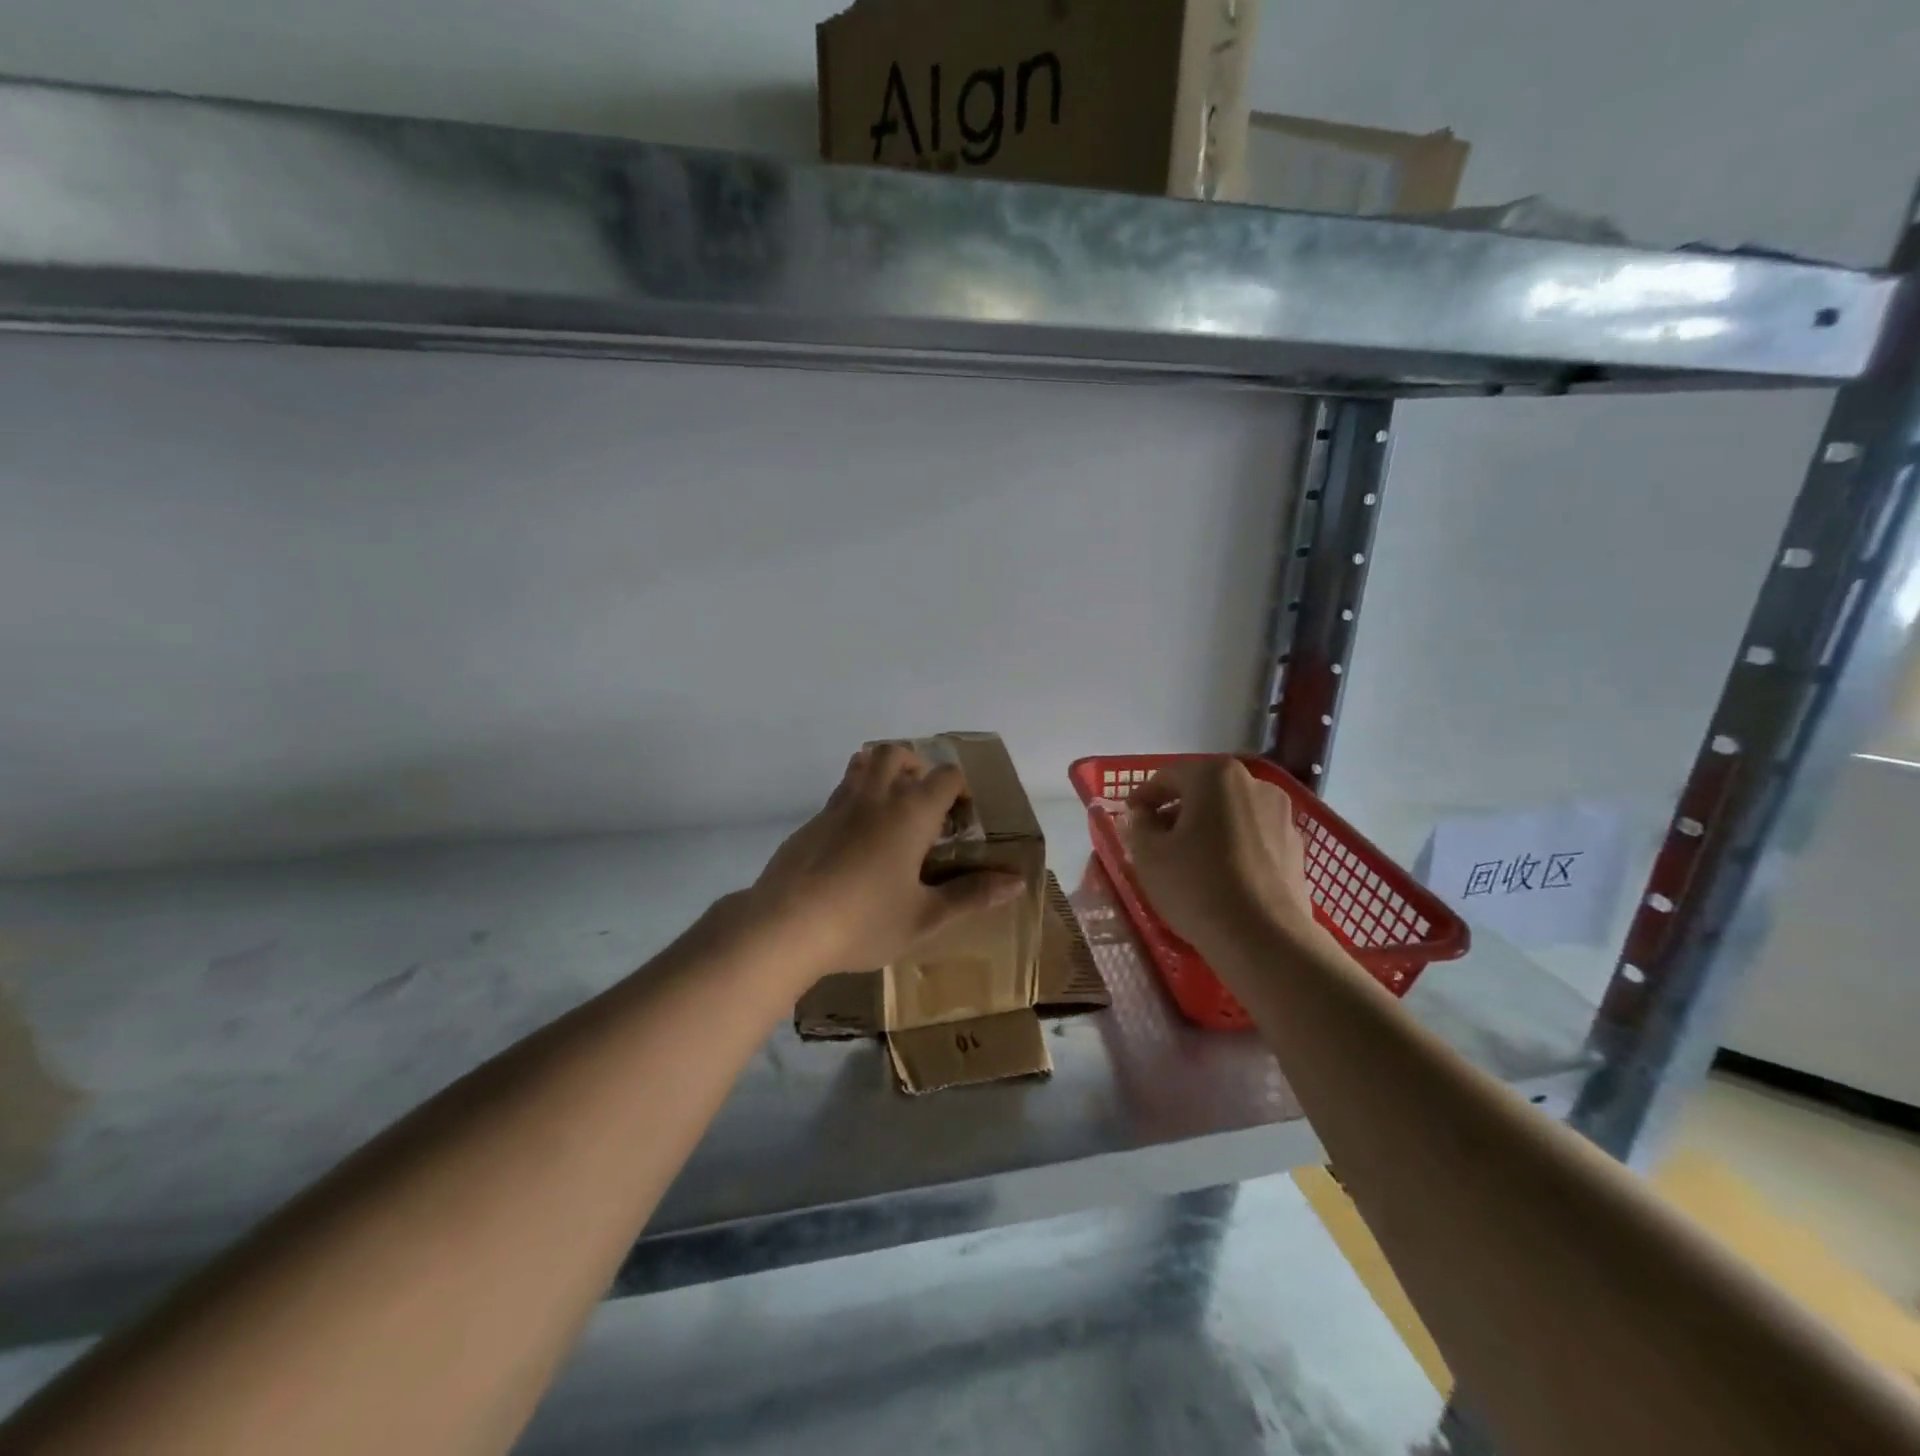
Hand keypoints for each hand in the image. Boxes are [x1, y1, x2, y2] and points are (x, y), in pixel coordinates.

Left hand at [744, 744, 1025, 977]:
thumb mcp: (925, 917)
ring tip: (891, 811)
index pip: (944, 776)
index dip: (960, 789)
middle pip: (896, 754)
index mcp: (909, 814)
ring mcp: (836, 807)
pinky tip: (855, 845)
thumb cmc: (863, 922)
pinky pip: (839, 795)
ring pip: (861, 766)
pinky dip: (855, 802)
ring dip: (881, 774)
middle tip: (924, 802)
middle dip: (916, 767)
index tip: (961, 817)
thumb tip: (1017, 882)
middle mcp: (874, 798)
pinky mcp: (810, 823)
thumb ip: (971, 895)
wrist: (784, 926)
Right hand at [1123, 758, 1320, 955]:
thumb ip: (1138, 825)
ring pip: (1231, 815)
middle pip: (1203, 793)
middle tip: (1155, 841)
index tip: (1129, 818)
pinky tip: (1221, 878)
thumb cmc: (1196, 885)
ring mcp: (1282, 815)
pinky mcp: (1296, 848)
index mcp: (1216, 776)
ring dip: (1207, 830)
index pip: (1168, 777)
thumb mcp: (1148, 854)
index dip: (1143, 798)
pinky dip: (1233, 848)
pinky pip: (1253, 838)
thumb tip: (1144, 816)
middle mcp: (1255, 784)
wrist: (1264, 938)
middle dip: (1177, 812)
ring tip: (1189, 862)